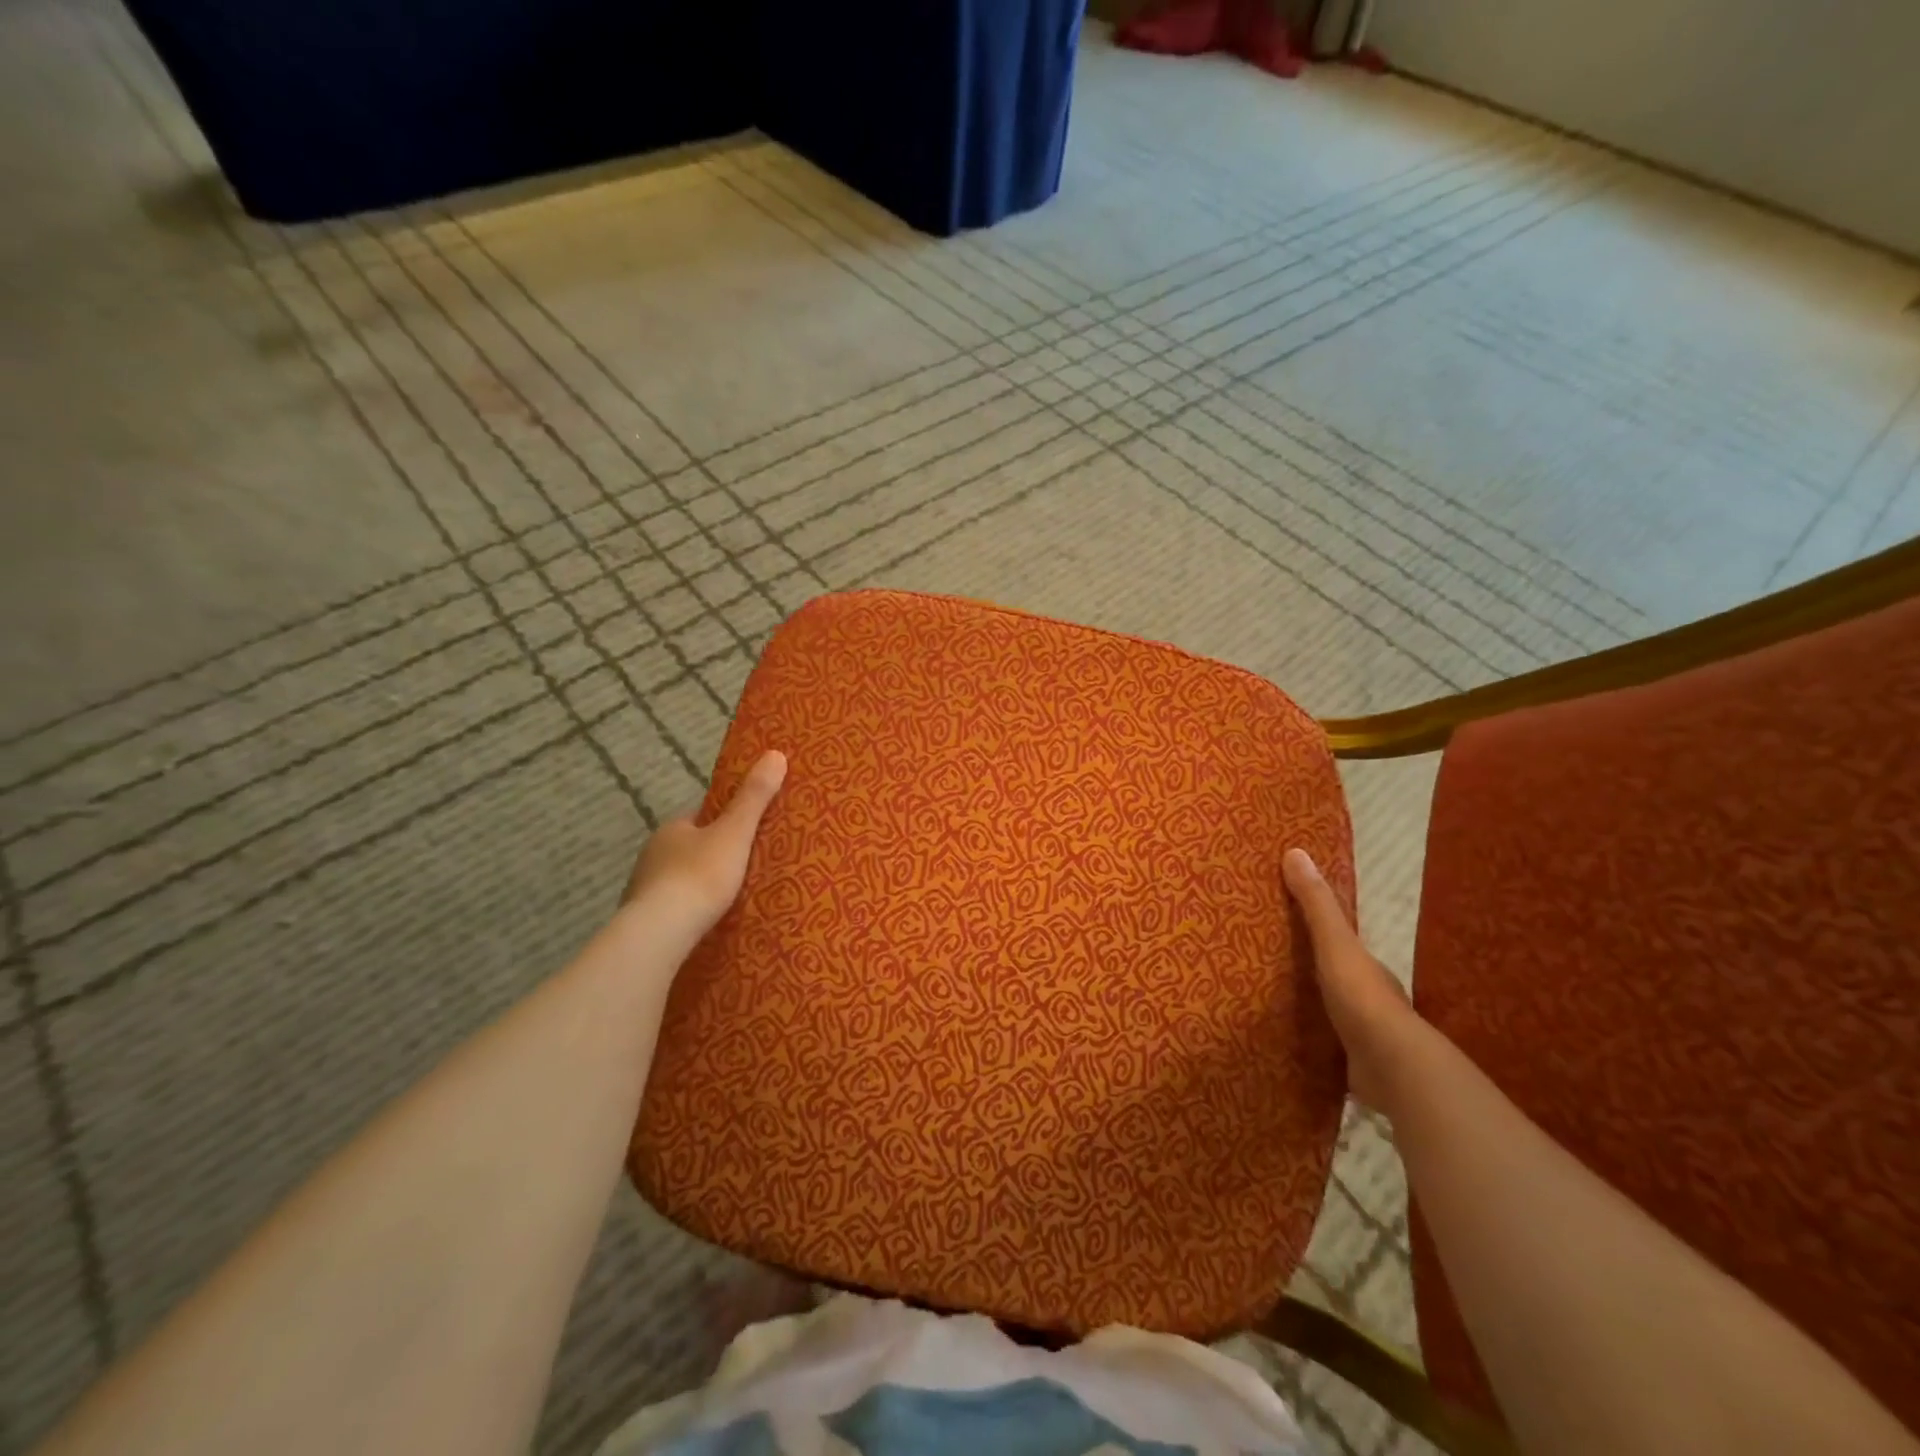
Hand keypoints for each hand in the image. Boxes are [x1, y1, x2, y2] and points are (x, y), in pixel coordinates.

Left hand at [624, 750, 786, 934]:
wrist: (661, 932)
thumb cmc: (700, 875)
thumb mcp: (735, 833)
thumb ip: (754, 797)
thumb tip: (775, 753)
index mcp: (673, 829)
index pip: (701, 817)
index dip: (724, 822)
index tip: (746, 832)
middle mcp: (652, 854)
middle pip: (689, 849)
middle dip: (712, 856)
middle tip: (745, 869)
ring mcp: (643, 889)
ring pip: (678, 880)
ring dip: (698, 887)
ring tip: (729, 900)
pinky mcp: (644, 921)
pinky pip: (672, 909)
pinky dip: (687, 912)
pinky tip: (706, 924)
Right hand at [1283, 847, 1421, 1112]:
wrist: (1391, 1067)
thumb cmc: (1362, 997)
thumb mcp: (1335, 943)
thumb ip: (1317, 905)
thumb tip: (1295, 852)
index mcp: (1367, 969)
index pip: (1343, 946)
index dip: (1321, 935)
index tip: (1290, 928)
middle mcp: (1370, 1000)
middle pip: (1338, 980)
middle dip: (1313, 975)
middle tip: (1272, 967)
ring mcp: (1365, 1038)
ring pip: (1335, 1017)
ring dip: (1314, 1012)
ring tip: (1274, 1007)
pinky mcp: (1355, 1069)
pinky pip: (1329, 1051)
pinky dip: (1314, 1047)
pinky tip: (1291, 1047)